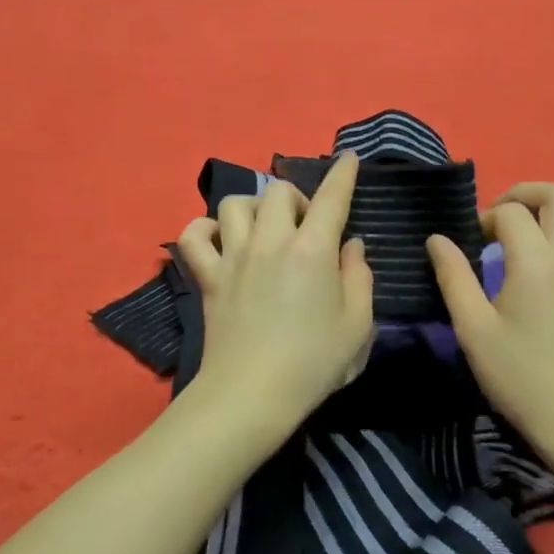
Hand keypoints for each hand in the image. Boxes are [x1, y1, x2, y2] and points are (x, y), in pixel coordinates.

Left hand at [175, 152, 374, 438]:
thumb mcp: (358, 325)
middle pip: (279, 192)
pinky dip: (204, 230)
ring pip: (235, 203)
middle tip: (307, 227)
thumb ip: (360, 277)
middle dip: (297, 198)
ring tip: (265, 229)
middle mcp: (270, 242)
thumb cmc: (314, 363)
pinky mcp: (207, 278)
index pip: (331, 198)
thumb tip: (350, 245)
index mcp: (312, 251)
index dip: (343, 174)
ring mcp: (233, 257)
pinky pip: (193, 236)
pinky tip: (220, 240)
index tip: (348, 158)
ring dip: (254, 206)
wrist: (252, 395)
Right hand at [426, 183, 553, 456]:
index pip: (510, 213)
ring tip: (543, 232)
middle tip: (503, 218)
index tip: (470, 243)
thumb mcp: (472, 328)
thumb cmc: (516, 375)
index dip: (485, 218)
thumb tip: (437, 239)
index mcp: (535, 261)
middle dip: (527, 194)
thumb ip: (453, 277)